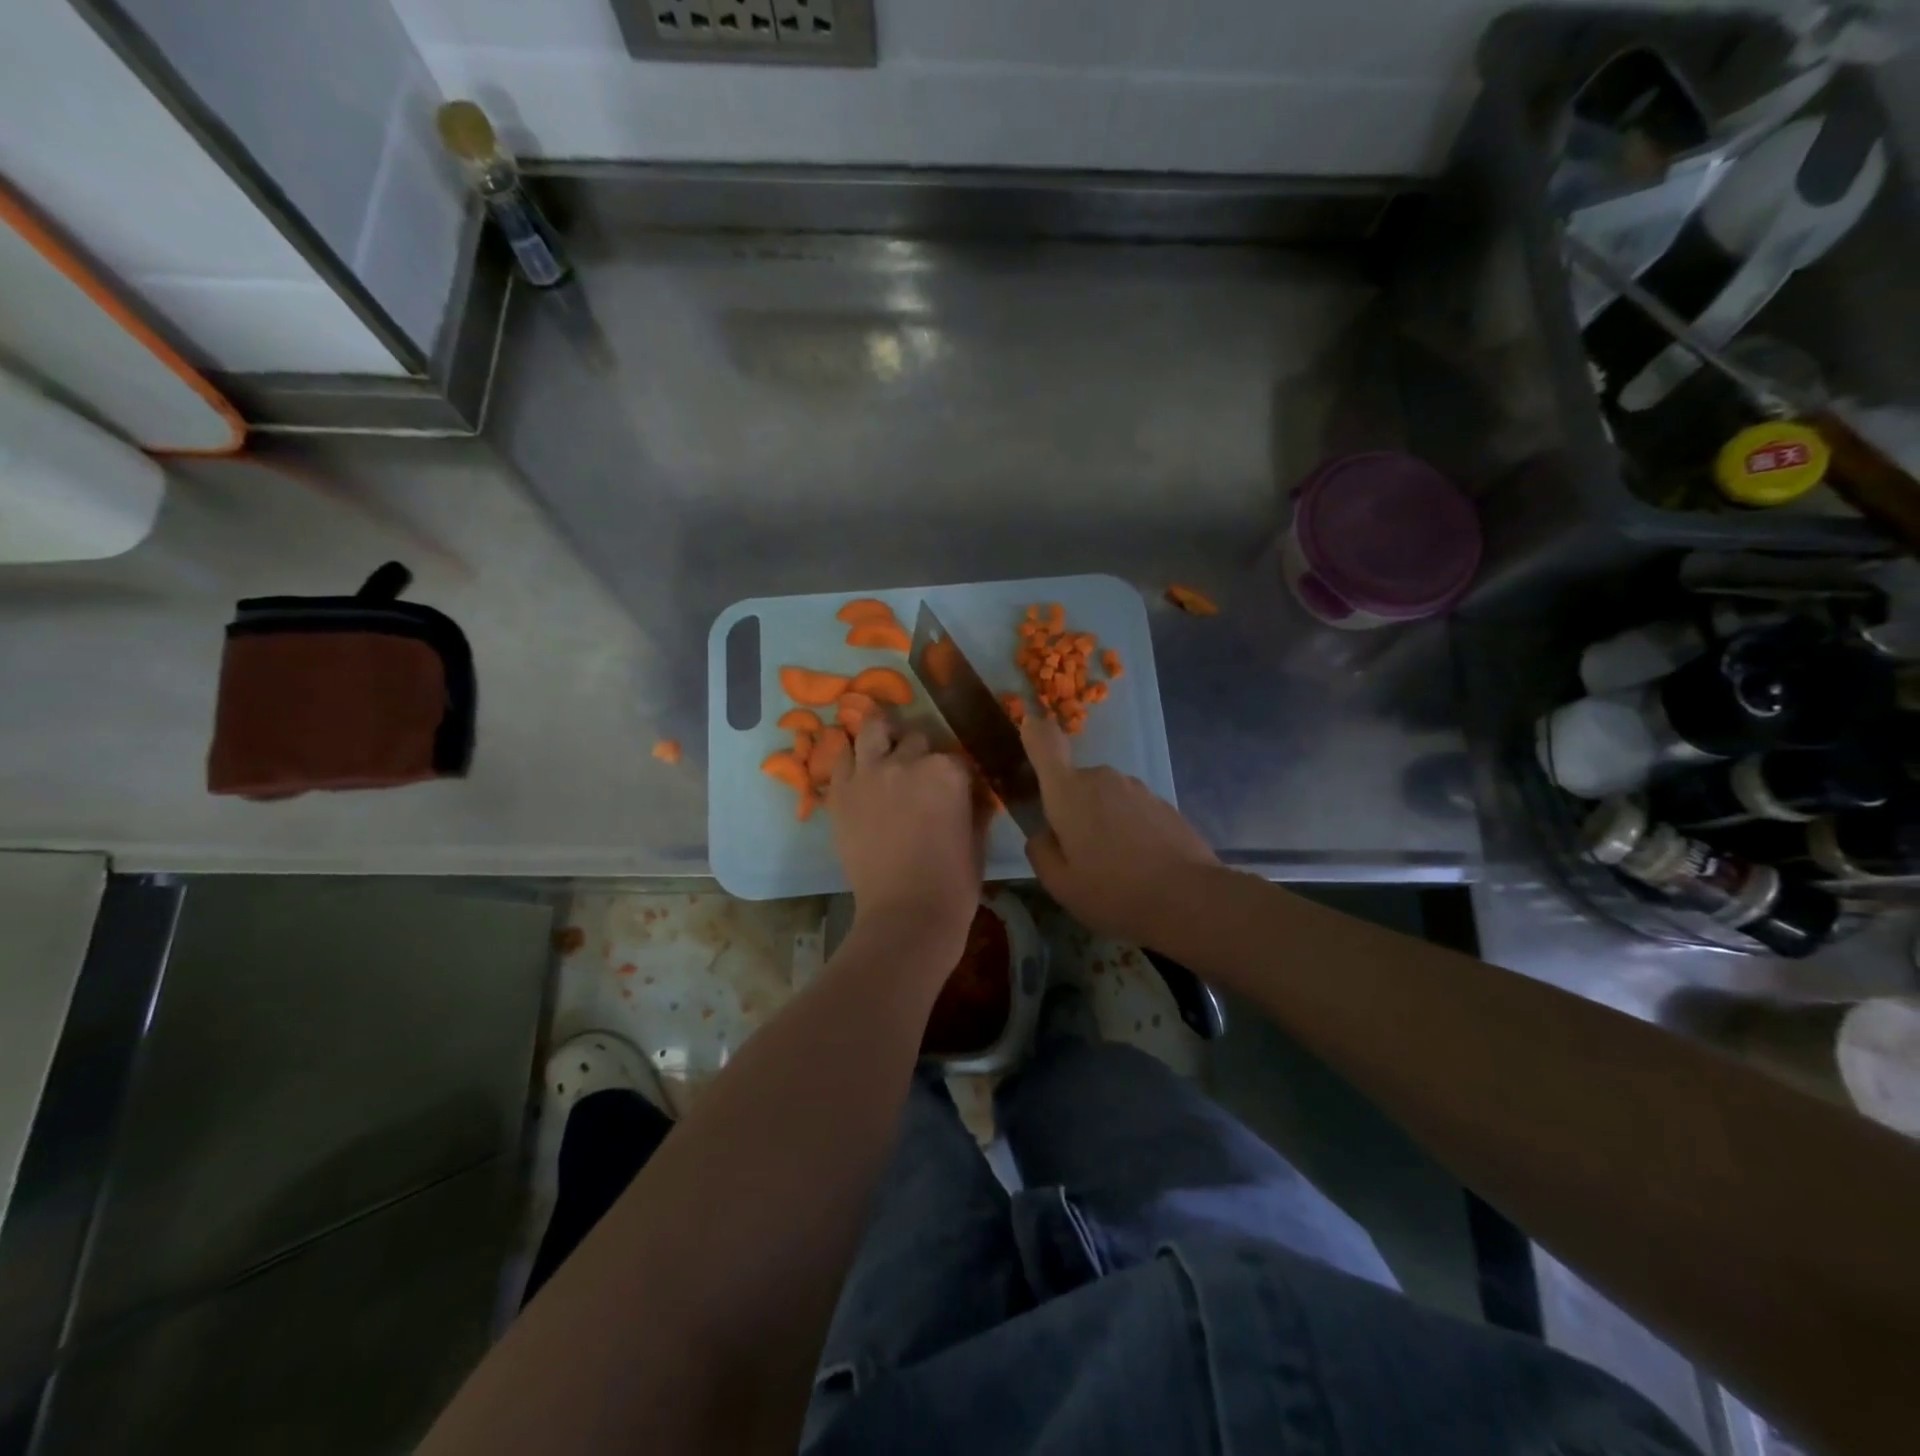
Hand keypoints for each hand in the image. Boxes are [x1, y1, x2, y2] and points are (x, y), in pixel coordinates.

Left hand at [829, 716, 984, 968]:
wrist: (906, 915)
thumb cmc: (953, 883)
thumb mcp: (977, 838)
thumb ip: (976, 805)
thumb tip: (975, 791)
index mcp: (948, 771)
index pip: (956, 755)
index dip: (957, 773)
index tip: (956, 789)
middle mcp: (907, 761)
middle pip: (917, 739)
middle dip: (922, 754)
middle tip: (920, 779)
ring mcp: (869, 773)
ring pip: (874, 729)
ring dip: (883, 736)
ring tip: (885, 751)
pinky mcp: (841, 792)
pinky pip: (842, 758)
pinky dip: (853, 760)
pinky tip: (861, 773)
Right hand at [1020, 712, 1219, 946]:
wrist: (1189, 899)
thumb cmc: (1113, 891)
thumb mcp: (1060, 884)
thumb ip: (1041, 851)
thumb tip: (1044, 834)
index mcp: (1068, 792)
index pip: (1044, 743)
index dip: (1034, 732)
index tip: (1029, 727)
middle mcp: (1102, 778)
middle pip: (1074, 784)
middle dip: (1071, 811)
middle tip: (1079, 855)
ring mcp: (1137, 788)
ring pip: (1105, 798)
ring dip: (1102, 821)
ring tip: (1114, 867)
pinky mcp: (1163, 803)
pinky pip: (1132, 810)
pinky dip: (1129, 830)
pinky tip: (1140, 865)